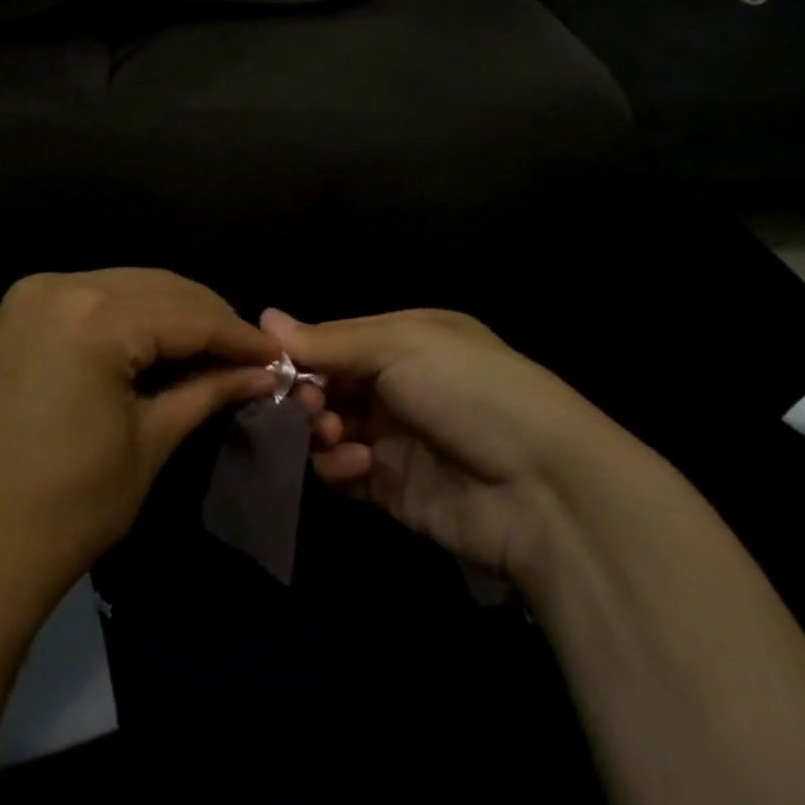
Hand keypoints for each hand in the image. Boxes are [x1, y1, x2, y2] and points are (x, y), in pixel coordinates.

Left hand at [0, 270, 278, 619]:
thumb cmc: (67, 507)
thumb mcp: (149, 443)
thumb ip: (207, 391)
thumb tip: (262, 371)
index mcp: (92, 317)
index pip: (187, 314)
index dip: (238, 336)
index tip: (279, 355)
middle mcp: (58, 287)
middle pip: (158, 287)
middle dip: (209, 319)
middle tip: (250, 355)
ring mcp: (29, 298)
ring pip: (126, 288)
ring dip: (173, 315)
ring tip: (213, 352)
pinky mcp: (15, 317)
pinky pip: (92, 301)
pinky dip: (132, 318)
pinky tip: (159, 346)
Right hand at [263, 307, 631, 585]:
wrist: (541, 486)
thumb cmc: (469, 390)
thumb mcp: (401, 346)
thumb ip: (329, 340)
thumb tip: (264, 317)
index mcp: (406, 340)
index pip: (334, 340)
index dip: (300, 352)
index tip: (268, 365)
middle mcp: (398, 385)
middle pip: (327, 385)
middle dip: (308, 394)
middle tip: (306, 406)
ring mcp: (395, 438)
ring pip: (327, 429)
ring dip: (320, 430)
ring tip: (331, 434)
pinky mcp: (391, 487)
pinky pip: (342, 472)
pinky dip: (338, 468)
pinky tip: (357, 465)